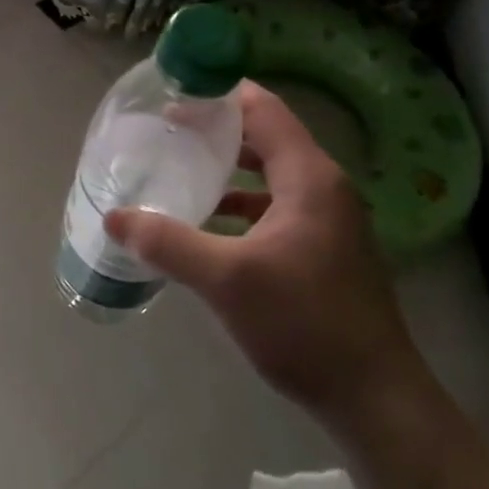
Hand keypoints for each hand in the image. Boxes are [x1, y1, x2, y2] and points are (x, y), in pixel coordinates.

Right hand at [104, 81, 423, 431]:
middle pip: (266, 137)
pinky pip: (276, 206)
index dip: (220, 93)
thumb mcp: (226, 280)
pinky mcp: (324, 249)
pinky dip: (241, 203)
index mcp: (309, 177)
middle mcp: (324, 187)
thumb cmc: (304, 324)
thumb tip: (114, 217)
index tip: (174, 91)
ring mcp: (328, 219)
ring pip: (270, 174)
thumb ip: (167, 243)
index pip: (263, 109)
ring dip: (228, 168)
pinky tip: (207, 223)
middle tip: (166, 129)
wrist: (374, 397)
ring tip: (179, 168)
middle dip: (217, 129)